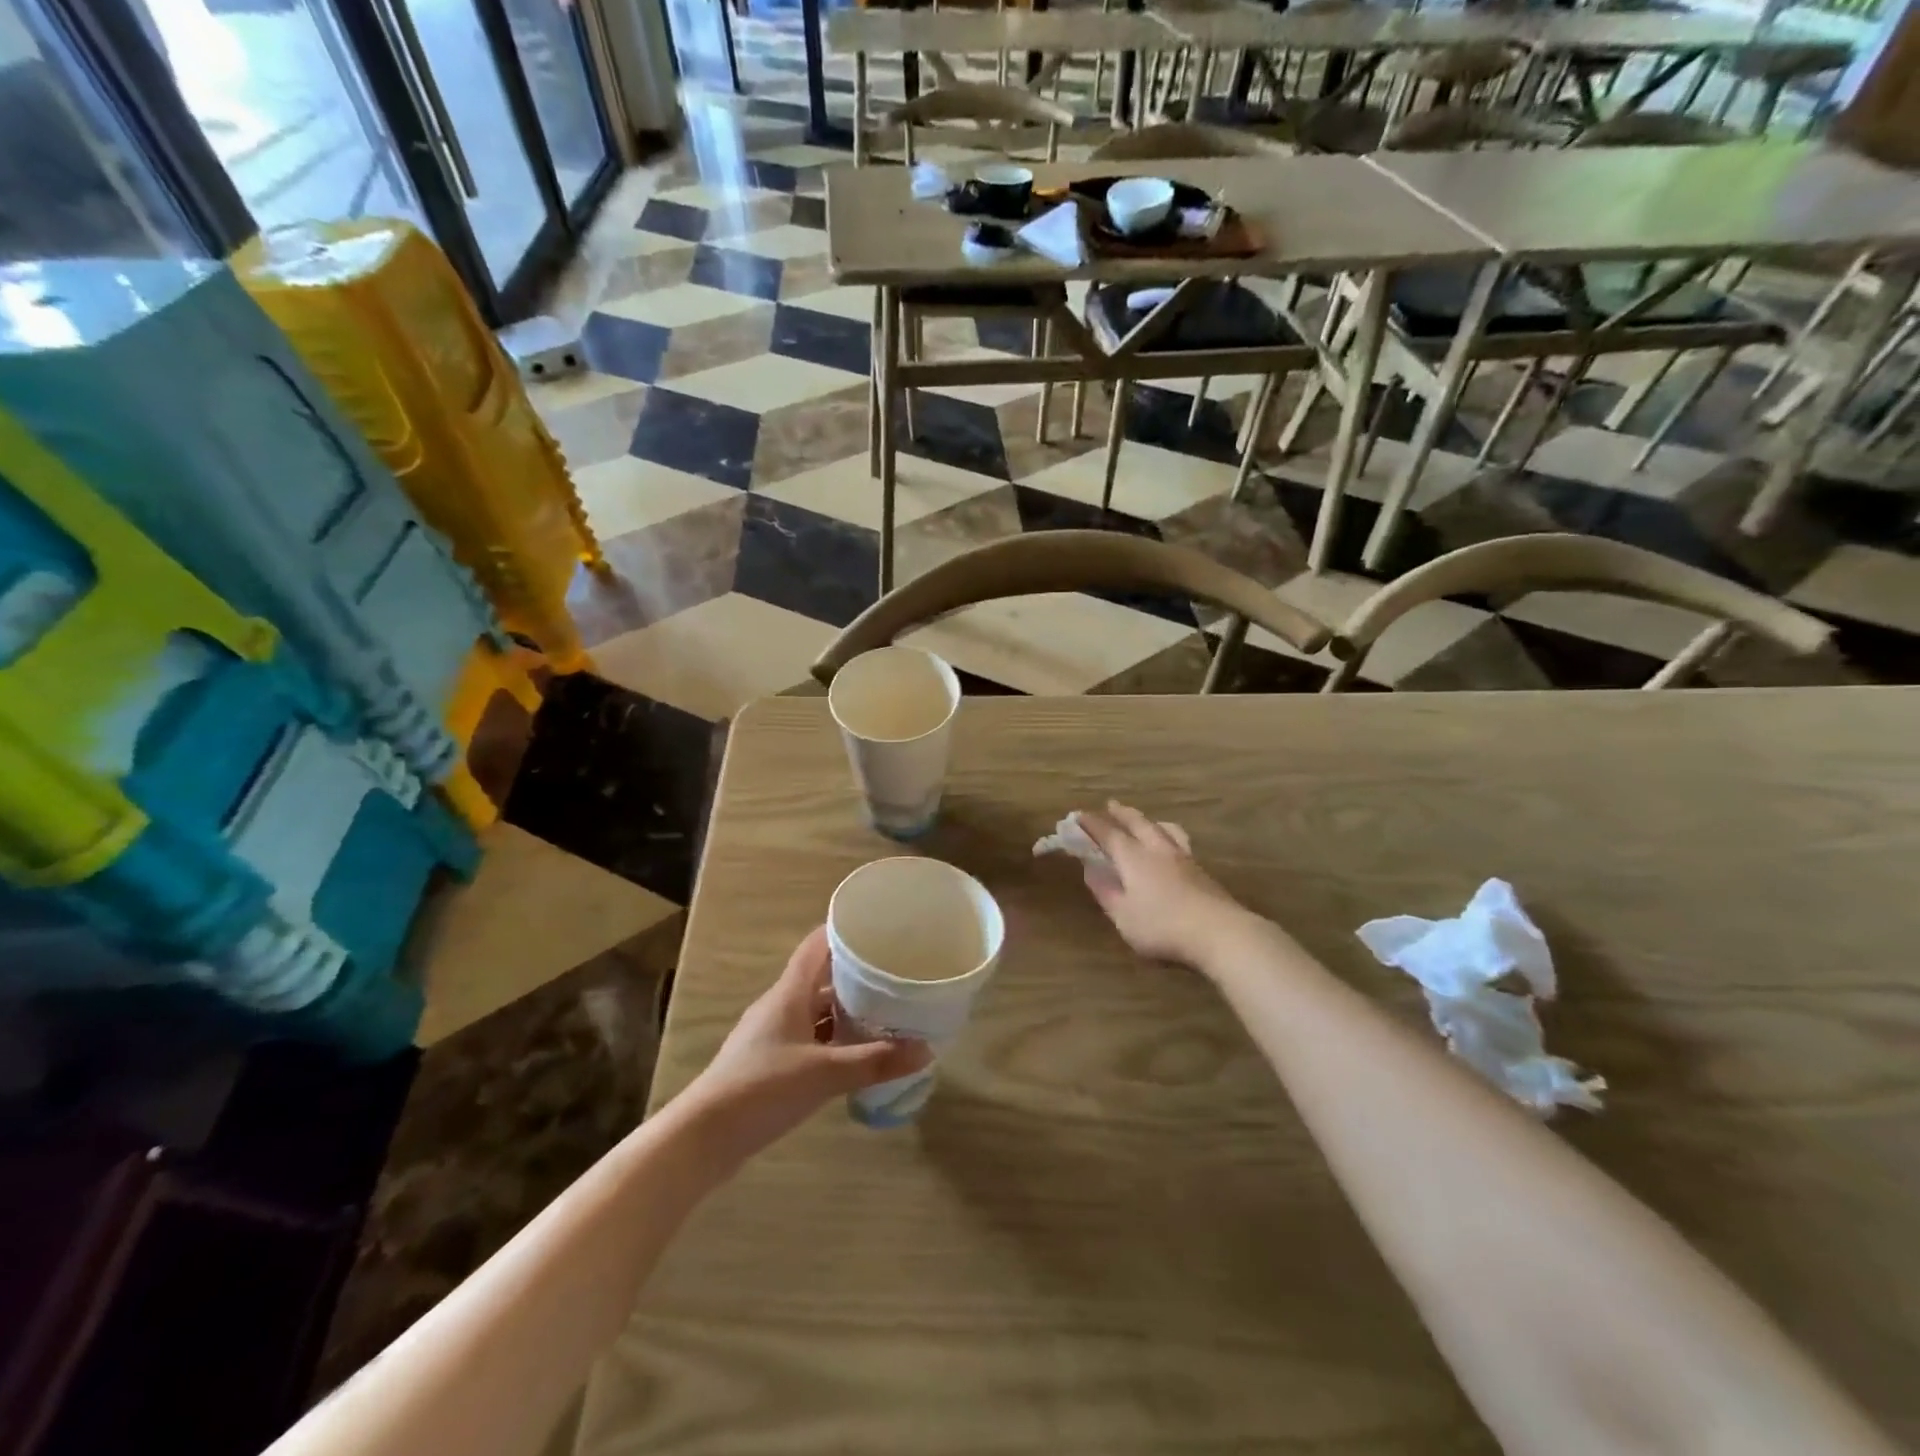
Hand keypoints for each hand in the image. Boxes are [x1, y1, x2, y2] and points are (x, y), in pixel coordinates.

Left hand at [682, 927, 931, 1163]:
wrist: (703, 1138)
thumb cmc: (762, 1089)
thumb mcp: (824, 1075)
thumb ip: (874, 1061)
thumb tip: (925, 1049)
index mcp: (789, 994)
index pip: (816, 946)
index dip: (843, 931)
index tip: (877, 926)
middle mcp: (780, 1006)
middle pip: (820, 978)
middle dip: (855, 974)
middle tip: (894, 972)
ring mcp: (772, 1035)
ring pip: (815, 1011)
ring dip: (845, 1010)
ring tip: (884, 1011)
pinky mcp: (769, 1062)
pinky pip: (809, 1037)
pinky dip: (833, 1038)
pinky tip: (855, 1053)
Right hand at [1078, 802, 1251, 971]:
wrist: (1219, 933)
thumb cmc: (1162, 926)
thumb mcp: (1123, 915)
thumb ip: (1105, 891)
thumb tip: (1090, 869)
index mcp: (1134, 858)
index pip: (1109, 834)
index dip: (1092, 824)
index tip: (1079, 815)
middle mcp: (1158, 850)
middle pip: (1138, 823)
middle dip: (1122, 813)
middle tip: (1111, 805)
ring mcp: (1184, 858)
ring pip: (1165, 829)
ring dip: (1150, 821)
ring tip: (1146, 821)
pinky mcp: (1202, 871)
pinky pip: (1180, 842)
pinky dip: (1168, 836)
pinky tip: (1172, 848)